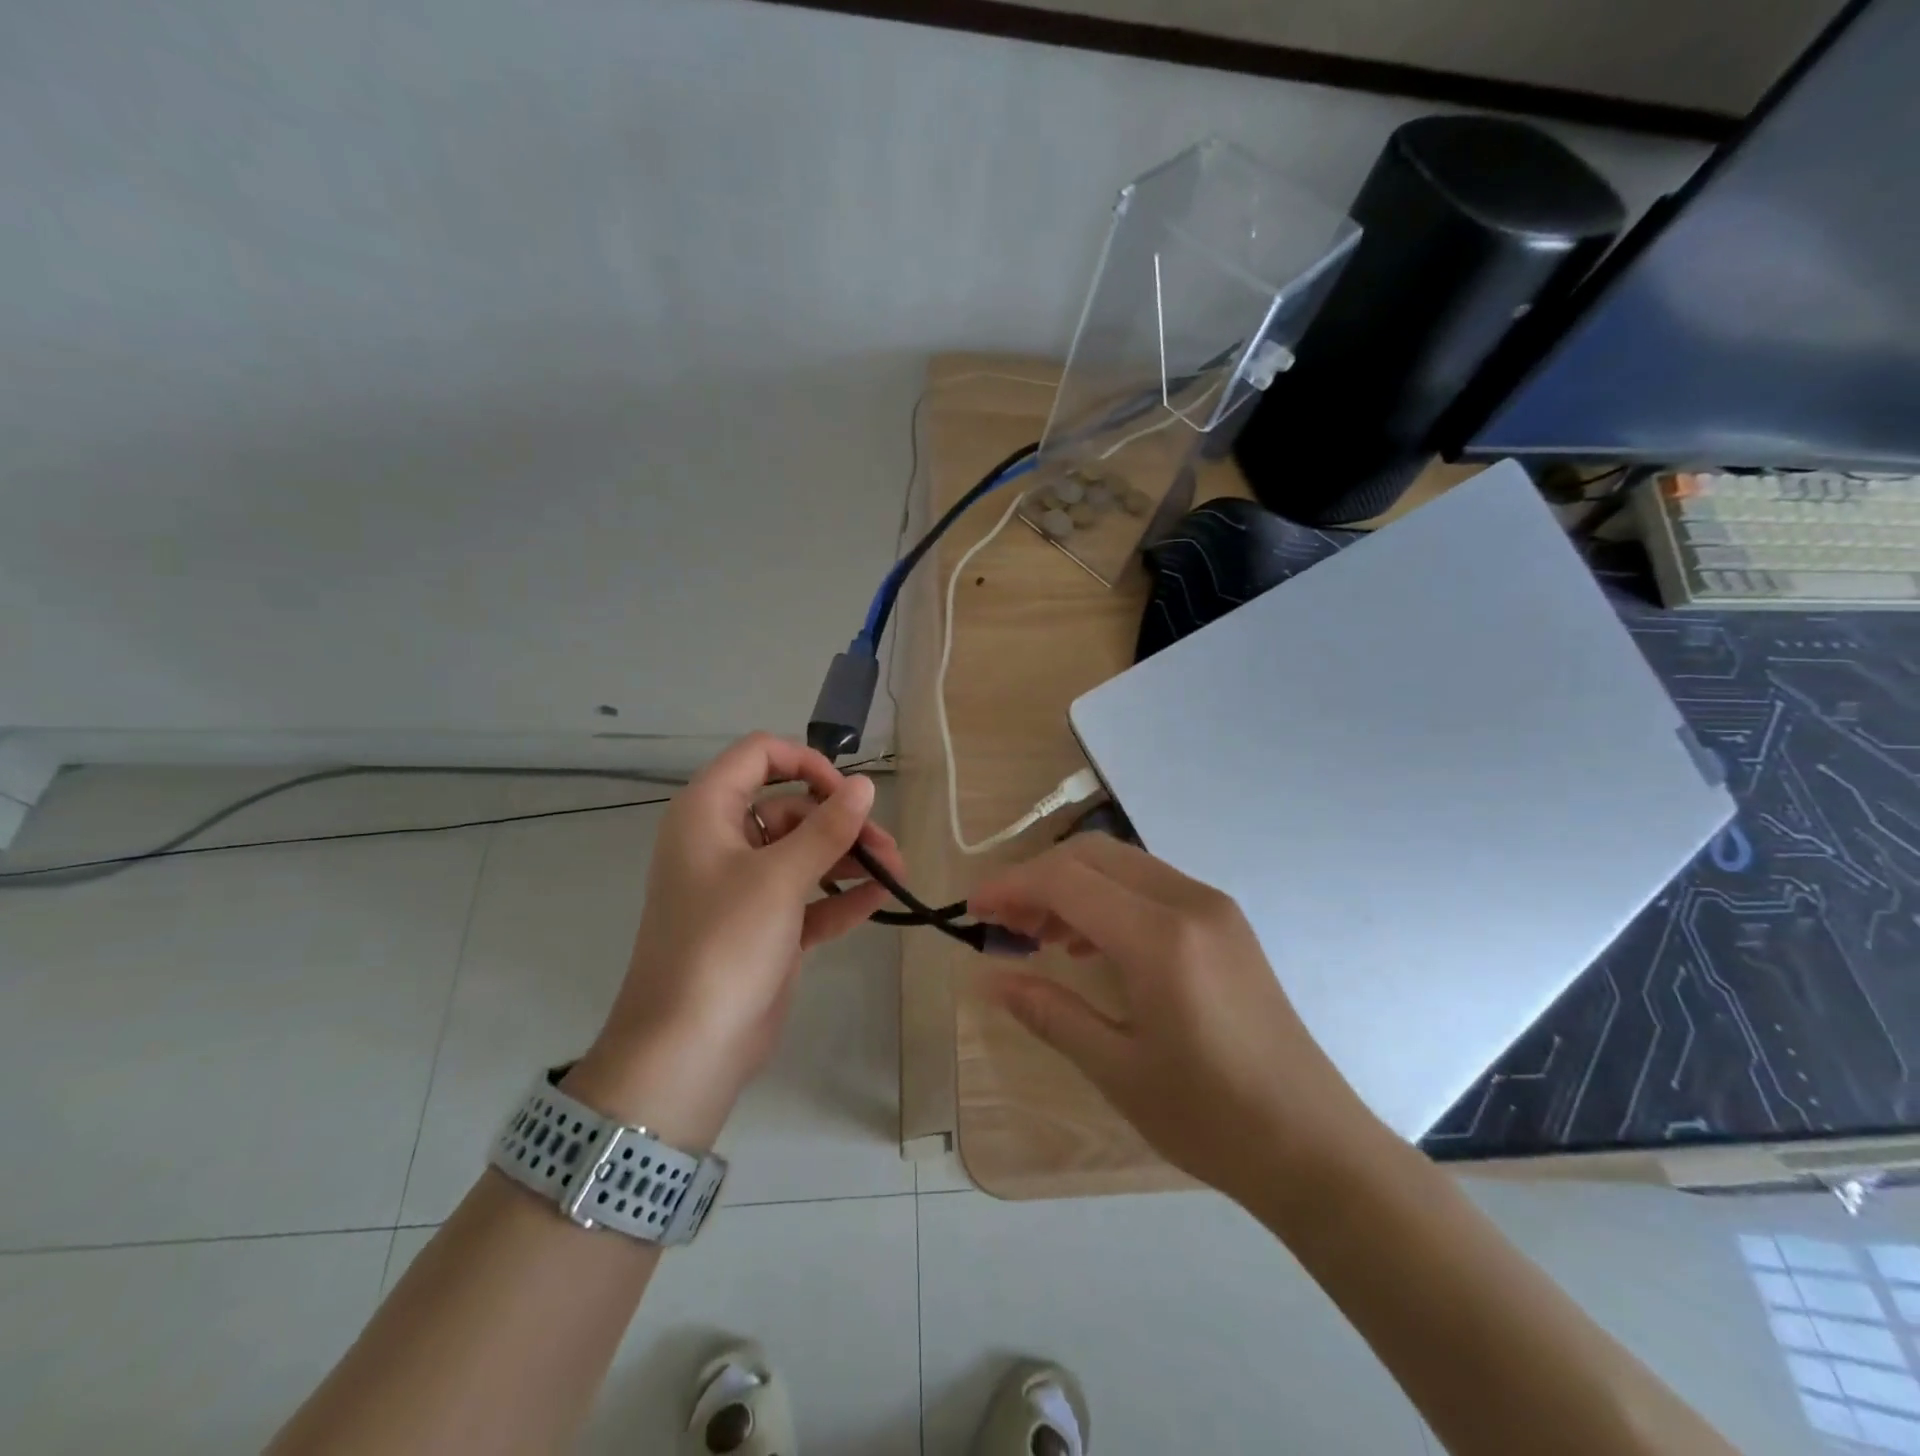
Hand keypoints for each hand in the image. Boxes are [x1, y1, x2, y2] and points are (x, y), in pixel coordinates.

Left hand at [566, 734, 903, 1147]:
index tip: (848, 791)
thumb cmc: (725, 942)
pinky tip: (881, 899)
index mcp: (708, 813)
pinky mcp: (763, 928)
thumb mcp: (780, 877)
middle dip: (841, 823)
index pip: (759, 756)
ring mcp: (743, 888)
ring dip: (849, 859)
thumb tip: (866, 786)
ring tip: (897, 873)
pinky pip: (807, 898)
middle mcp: (723, 842)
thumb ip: (828, 828)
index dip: (806, 763)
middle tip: (887, 846)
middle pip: (790, 808)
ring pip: (802, 854)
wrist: (687, 1047)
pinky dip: (839, 896)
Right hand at [969, 834, 1384, 1203]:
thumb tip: (989, 978)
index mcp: (1160, 939)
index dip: (1011, 887)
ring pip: (1121, 864)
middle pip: (1092, 855)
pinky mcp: (1225, 922)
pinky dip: (1107, 897)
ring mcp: (1213, 907)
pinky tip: (1090, 944)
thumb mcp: (1117, 1069)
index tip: (974, 911)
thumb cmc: (1210, 1119)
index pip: (1066, 880)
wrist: (1314, 1146)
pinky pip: (1150, 885)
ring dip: (1072, 885)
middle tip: (1003, 925)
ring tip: (1039, 936)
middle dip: (1037, 878)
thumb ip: (1049, 1012)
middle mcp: (1189, 902)